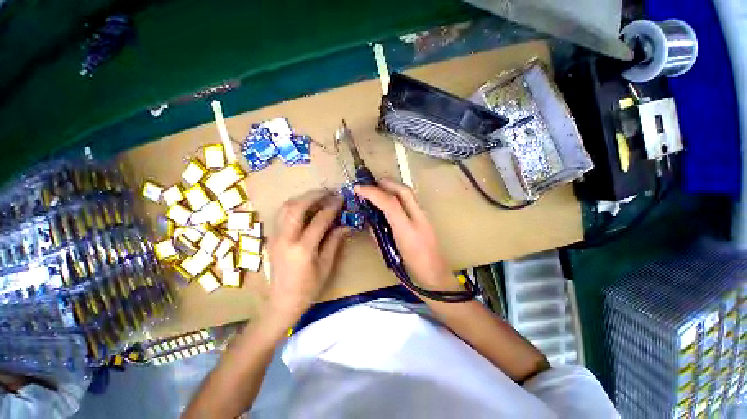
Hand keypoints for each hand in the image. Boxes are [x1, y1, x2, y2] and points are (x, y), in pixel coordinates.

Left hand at [266, 190, 347, 326]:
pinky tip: (304, 207)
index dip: (332, 207)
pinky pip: (281, 214)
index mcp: (303, 249)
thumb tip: (346, 225)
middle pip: (297, 207)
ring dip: (302, 198)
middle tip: (328, 192)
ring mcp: (275, 237)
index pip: (319, 220)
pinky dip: (294, 206)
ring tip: (317, 196)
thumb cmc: (308, 287)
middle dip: (314, 195)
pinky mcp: (271, 238)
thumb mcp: (326, 266)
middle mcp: (286, 239)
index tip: (341, 200)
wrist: (282, 302)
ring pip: (285, 208)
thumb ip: (335, 242)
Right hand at [355, 179, 459, 290]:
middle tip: (371, 184)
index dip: (372, 193)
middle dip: (386, 183)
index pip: (390, 204)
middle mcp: (419, 219)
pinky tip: (391, 199)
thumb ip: (379, 236)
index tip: (358, 188)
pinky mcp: (427, 219)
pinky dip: (399, 194)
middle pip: (404, 191)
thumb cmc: (411, 272)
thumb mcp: (389, 255)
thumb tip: (370, 221)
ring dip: (393, 186)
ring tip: (379, 188)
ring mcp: (425, 217)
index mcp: (407, 231)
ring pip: (409, 193)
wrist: (436, 278)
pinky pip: (411, 200)